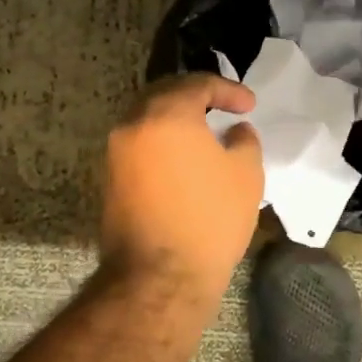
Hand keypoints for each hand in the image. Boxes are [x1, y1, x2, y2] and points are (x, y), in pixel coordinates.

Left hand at [99, 74, 263, 292]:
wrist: (160, 278)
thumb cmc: (210, 219)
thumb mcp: (246, 173)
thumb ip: (244, 140)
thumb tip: (235, 131)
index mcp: (166, 113)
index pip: (198, 84)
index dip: (229, 90)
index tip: (250, 106)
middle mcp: (133, 124)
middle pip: (165, 94)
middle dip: (197, 96)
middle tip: (223, 107)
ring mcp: (116, 152)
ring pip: (148, 118)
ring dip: (177, 118)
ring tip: (206, 132)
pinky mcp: (111, 179)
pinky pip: (140, 144)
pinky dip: (163, 141)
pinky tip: (185, 159)